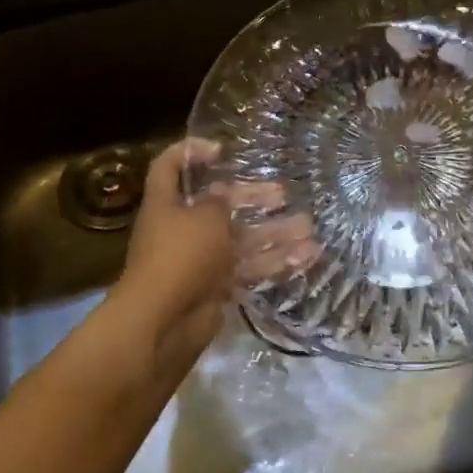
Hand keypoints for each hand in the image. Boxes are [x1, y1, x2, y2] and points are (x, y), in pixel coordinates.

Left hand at [110, 140, 318, 362]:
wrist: (163, 322)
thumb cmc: (180, 255)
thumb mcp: (204, 217)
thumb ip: (219, 201)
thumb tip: (224, 194)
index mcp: (167, 204)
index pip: (169, 166)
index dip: (190, 152)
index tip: (222, 150)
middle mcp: (182, 229)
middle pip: (219, 205)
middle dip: (252, 197)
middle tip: (283, 194)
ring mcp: (201, 260)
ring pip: (242, 240)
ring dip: (274, 232)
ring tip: (309, 227)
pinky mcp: (218, 287)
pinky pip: (250, 268)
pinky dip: (277, 262)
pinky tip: (308, 256)